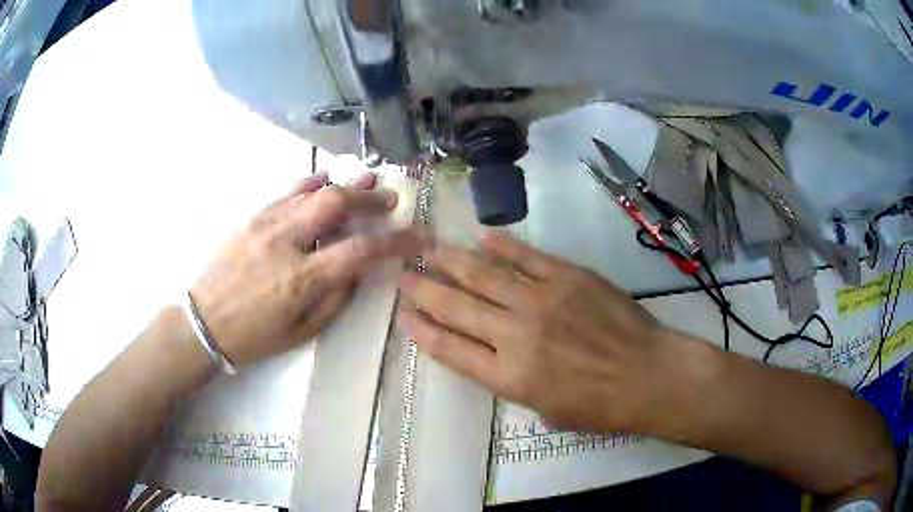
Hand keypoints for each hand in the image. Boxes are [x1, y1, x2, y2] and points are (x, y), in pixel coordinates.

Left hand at [192, 172, 420, 366]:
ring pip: (312, 191)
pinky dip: (311, 183)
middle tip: (390, 199)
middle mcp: (285, 242)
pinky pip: (287, 192)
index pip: (360, 249)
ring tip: (368, 180)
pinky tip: (325, 180)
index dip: (396, 240)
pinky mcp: (252, 217)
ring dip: (345, 184)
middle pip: (336, 204)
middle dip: (369, 198)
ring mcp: (265, 224)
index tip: (418, 235)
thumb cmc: (254, 337)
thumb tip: (356, 270)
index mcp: (301, 279)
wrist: (202, 322)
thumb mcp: (302, 332)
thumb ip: (335, 299)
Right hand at [398, 232, 696, 433]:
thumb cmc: (600, 406)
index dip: (423, 330)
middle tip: (404, 275)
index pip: (451, 348)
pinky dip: (503, 245)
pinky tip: (483, 236)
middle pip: (458, 307)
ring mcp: (542, 300)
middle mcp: (516, 334)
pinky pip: (527, 256)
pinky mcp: (568, 276)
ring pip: (485, 275)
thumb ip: (511, 380)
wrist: (650, 375)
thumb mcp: (545, 410)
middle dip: (425, 291)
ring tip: (429, 250)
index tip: (405, 315)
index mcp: (509, 376)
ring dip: (453, 261)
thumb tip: (489, 353)